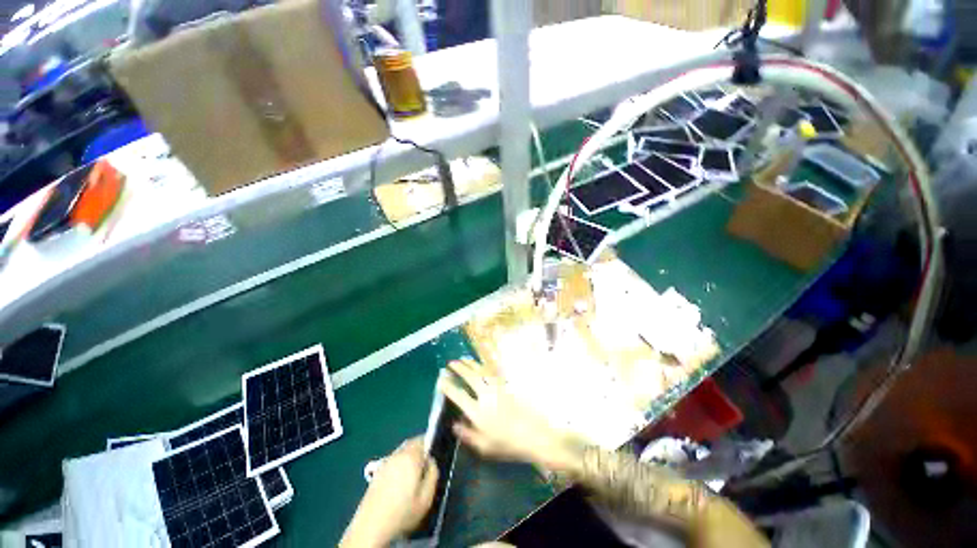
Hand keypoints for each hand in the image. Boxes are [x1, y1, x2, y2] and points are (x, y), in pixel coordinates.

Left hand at [340, 437, 437, 547]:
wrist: (372, 526)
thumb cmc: (402, 512)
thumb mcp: (426, 497)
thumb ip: (433, 474)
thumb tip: (431, 462)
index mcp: (411, 456)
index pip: (423, 439)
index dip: (430, 444)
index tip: (433, 455)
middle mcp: (397, 454)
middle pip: (411, 444)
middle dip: (419, 450)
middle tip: (425, 465)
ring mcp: (385, 463)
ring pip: (401, 452)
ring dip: (409, 458)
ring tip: (413, 475)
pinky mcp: (377, 473)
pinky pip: (393, 461)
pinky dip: (399, 466)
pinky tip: (399, 483)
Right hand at [438, 359, 575, 469]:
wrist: (532, 434)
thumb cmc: (506, 444)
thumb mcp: (484, 447)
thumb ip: (467, 435)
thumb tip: (454, 424)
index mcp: (478, 412)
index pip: (459, 396)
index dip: (449, 387)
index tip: (441, 380)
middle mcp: (486, 396)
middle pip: (470, 377)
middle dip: (459, 369)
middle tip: (450, 363)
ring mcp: (497, 388)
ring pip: (481, 371)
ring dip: (471, 364)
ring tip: (462, 358)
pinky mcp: (506, 386)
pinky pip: (492, 372)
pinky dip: (483, 366)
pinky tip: (480, 364)